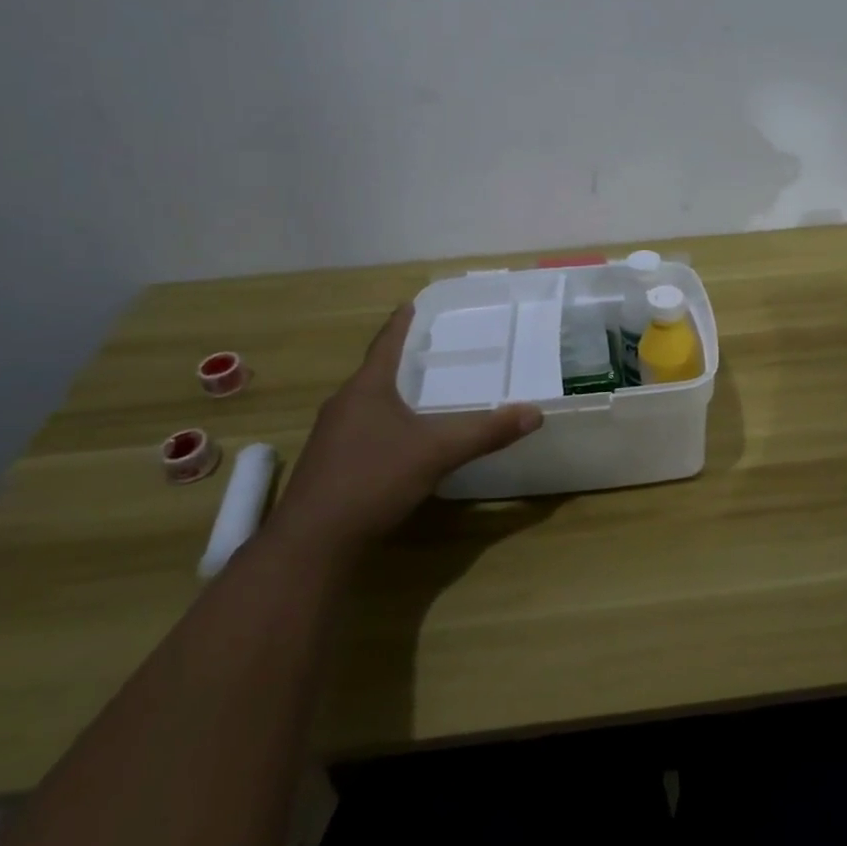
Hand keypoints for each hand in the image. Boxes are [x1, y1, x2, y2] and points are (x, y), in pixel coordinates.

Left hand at [270, 306, 542, 550]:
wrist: (313, 542)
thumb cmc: (373, 479)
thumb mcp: (437, 452)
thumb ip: (485, 432)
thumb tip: (534, 413)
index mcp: (366, 388)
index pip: (386, 343)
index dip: (401, 323)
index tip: (411, 303)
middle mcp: (343, 405)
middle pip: (375, 373)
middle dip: (401, 361)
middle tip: (430, 352)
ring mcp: (331, 437)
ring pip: (367, 405)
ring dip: (391, 396)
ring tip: (420, 395)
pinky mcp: (328, 466)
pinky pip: (361, 432)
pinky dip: (384, 426)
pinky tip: (400, 443)